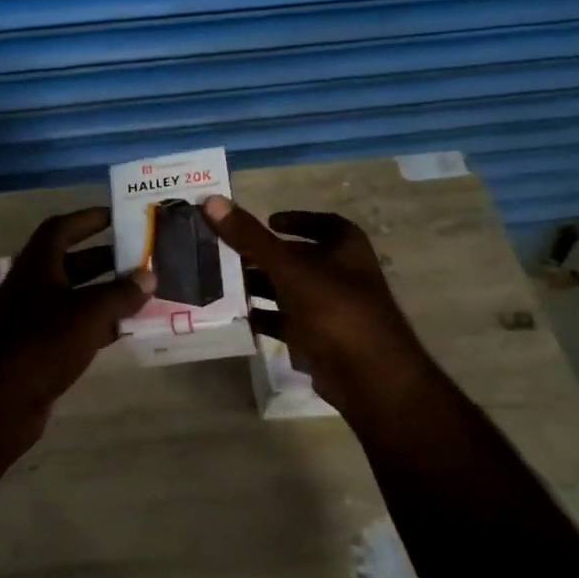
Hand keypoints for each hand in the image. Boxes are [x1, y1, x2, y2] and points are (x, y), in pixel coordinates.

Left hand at [0, 208, 153, 460]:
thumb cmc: (42, 345)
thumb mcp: (88, 314)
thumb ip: (120, 293)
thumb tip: (148, 276)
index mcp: (36, 266)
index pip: (61, 228)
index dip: (89, 219)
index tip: (119, 217)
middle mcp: (32, 286)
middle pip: (71, 262)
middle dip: (106, 258)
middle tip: (141, 258)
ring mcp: (33, 319)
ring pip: (75, 296)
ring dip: (105, 292)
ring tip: (142, 292)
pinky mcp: (39, 348)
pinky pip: (74, 326)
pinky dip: (98, 323)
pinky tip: (125, 329)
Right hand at [202, 195, 435, 425]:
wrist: (367, 377)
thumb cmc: (335, 309)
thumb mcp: (289, 268)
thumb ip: (251, 237)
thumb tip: (211, 200)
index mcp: (346, 249)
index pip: (324, 224)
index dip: (297, 220)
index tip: (268, 221)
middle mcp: (341, 274)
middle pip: (298, 258)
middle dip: (264, 256)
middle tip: (228, 252)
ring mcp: (331, 309)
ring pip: (289, 290)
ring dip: (260, 286)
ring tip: (223, 282)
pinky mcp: (319, 339)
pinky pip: (286, 321)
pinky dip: (264, 317)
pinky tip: (237, 316)